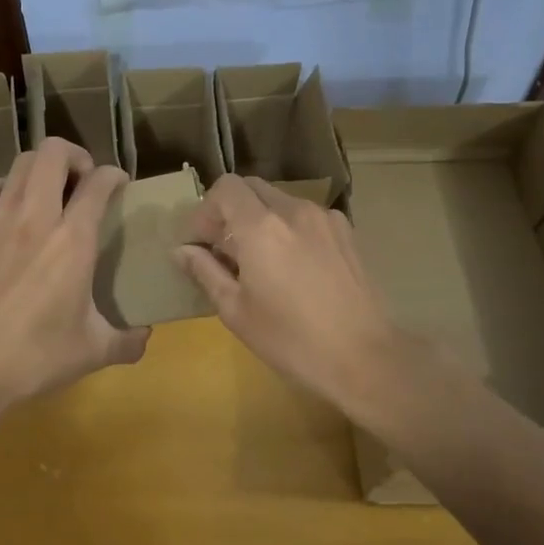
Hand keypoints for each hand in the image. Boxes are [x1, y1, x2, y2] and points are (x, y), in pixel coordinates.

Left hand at [0, 137, 148, 417]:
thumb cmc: (38, 355)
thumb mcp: (94, 350)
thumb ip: (128, 340)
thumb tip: (146, 337)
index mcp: (73, 240)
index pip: (98, 183)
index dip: (114, 176)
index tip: (119, 185)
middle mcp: (35, 217)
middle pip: (53, 153)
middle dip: (75, 156)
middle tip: (83, 181)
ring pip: (19, 164)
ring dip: (40, 170)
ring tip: (49, 192)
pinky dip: (3, 190)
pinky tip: (9, 211)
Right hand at [175, 175, 407, 417]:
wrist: (362, 356)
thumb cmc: (290, 339)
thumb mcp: (236, 311)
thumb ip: (206, 272)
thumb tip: (180, 251)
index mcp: (261, 227)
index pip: (226, 188)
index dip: (206, 209)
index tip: (202, 243)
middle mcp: (294, 210)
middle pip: (252, 188)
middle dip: (231, 212)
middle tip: (224, 251)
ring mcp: (325, 219)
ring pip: (280, 201)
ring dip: (260, 220)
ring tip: (258, 262)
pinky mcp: (346, 233)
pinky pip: (306, 218)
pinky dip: (288, 230)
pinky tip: (292, 268)